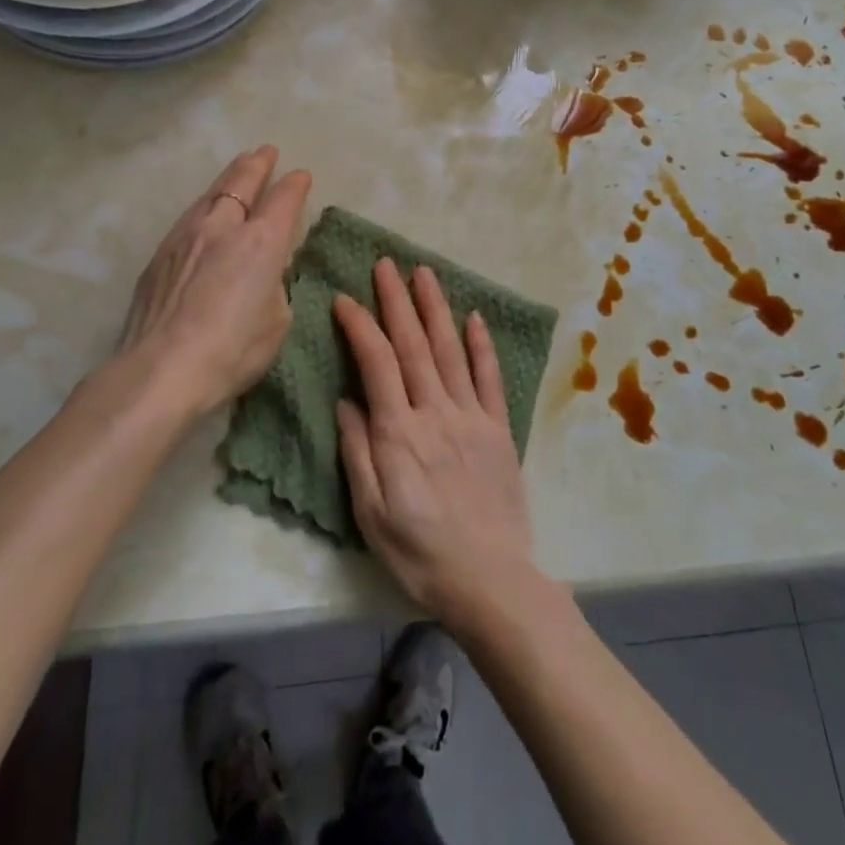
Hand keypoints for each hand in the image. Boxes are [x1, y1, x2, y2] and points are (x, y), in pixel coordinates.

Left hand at [116, 146, 310, 412]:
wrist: (161, 368)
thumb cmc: (233, 350)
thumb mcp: (277, 320)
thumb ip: (275, 285)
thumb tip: (266, 271)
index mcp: (262, 242)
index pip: (284, 200)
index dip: (295, 185)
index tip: (301, 176)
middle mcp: (224, 227)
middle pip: (242, 182)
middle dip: (257, 164)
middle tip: (266, 151)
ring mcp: (187, 236)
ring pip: (212, 193)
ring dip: (229, 177)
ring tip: (237, 168)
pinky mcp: (161, 253)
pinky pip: (190, 215)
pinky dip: (206, 204)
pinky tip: (206, 209)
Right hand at [335, 260, 540, 626]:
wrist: (490, 581)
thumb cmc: (419, 554)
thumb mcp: (370, 514)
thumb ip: (357, 452)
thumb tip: (346, 400)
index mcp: (399, 433)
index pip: (376, 363)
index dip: (360, 326)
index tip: (345, 298)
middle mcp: (436, 412)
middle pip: (414, 345)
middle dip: (397, 301)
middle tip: (386, 263)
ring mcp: (472, 417)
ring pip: (451, 351)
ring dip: (436, 309)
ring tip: (424, 274)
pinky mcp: (499, 428)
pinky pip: (490, 378)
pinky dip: (482, 345)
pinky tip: (474, 317)